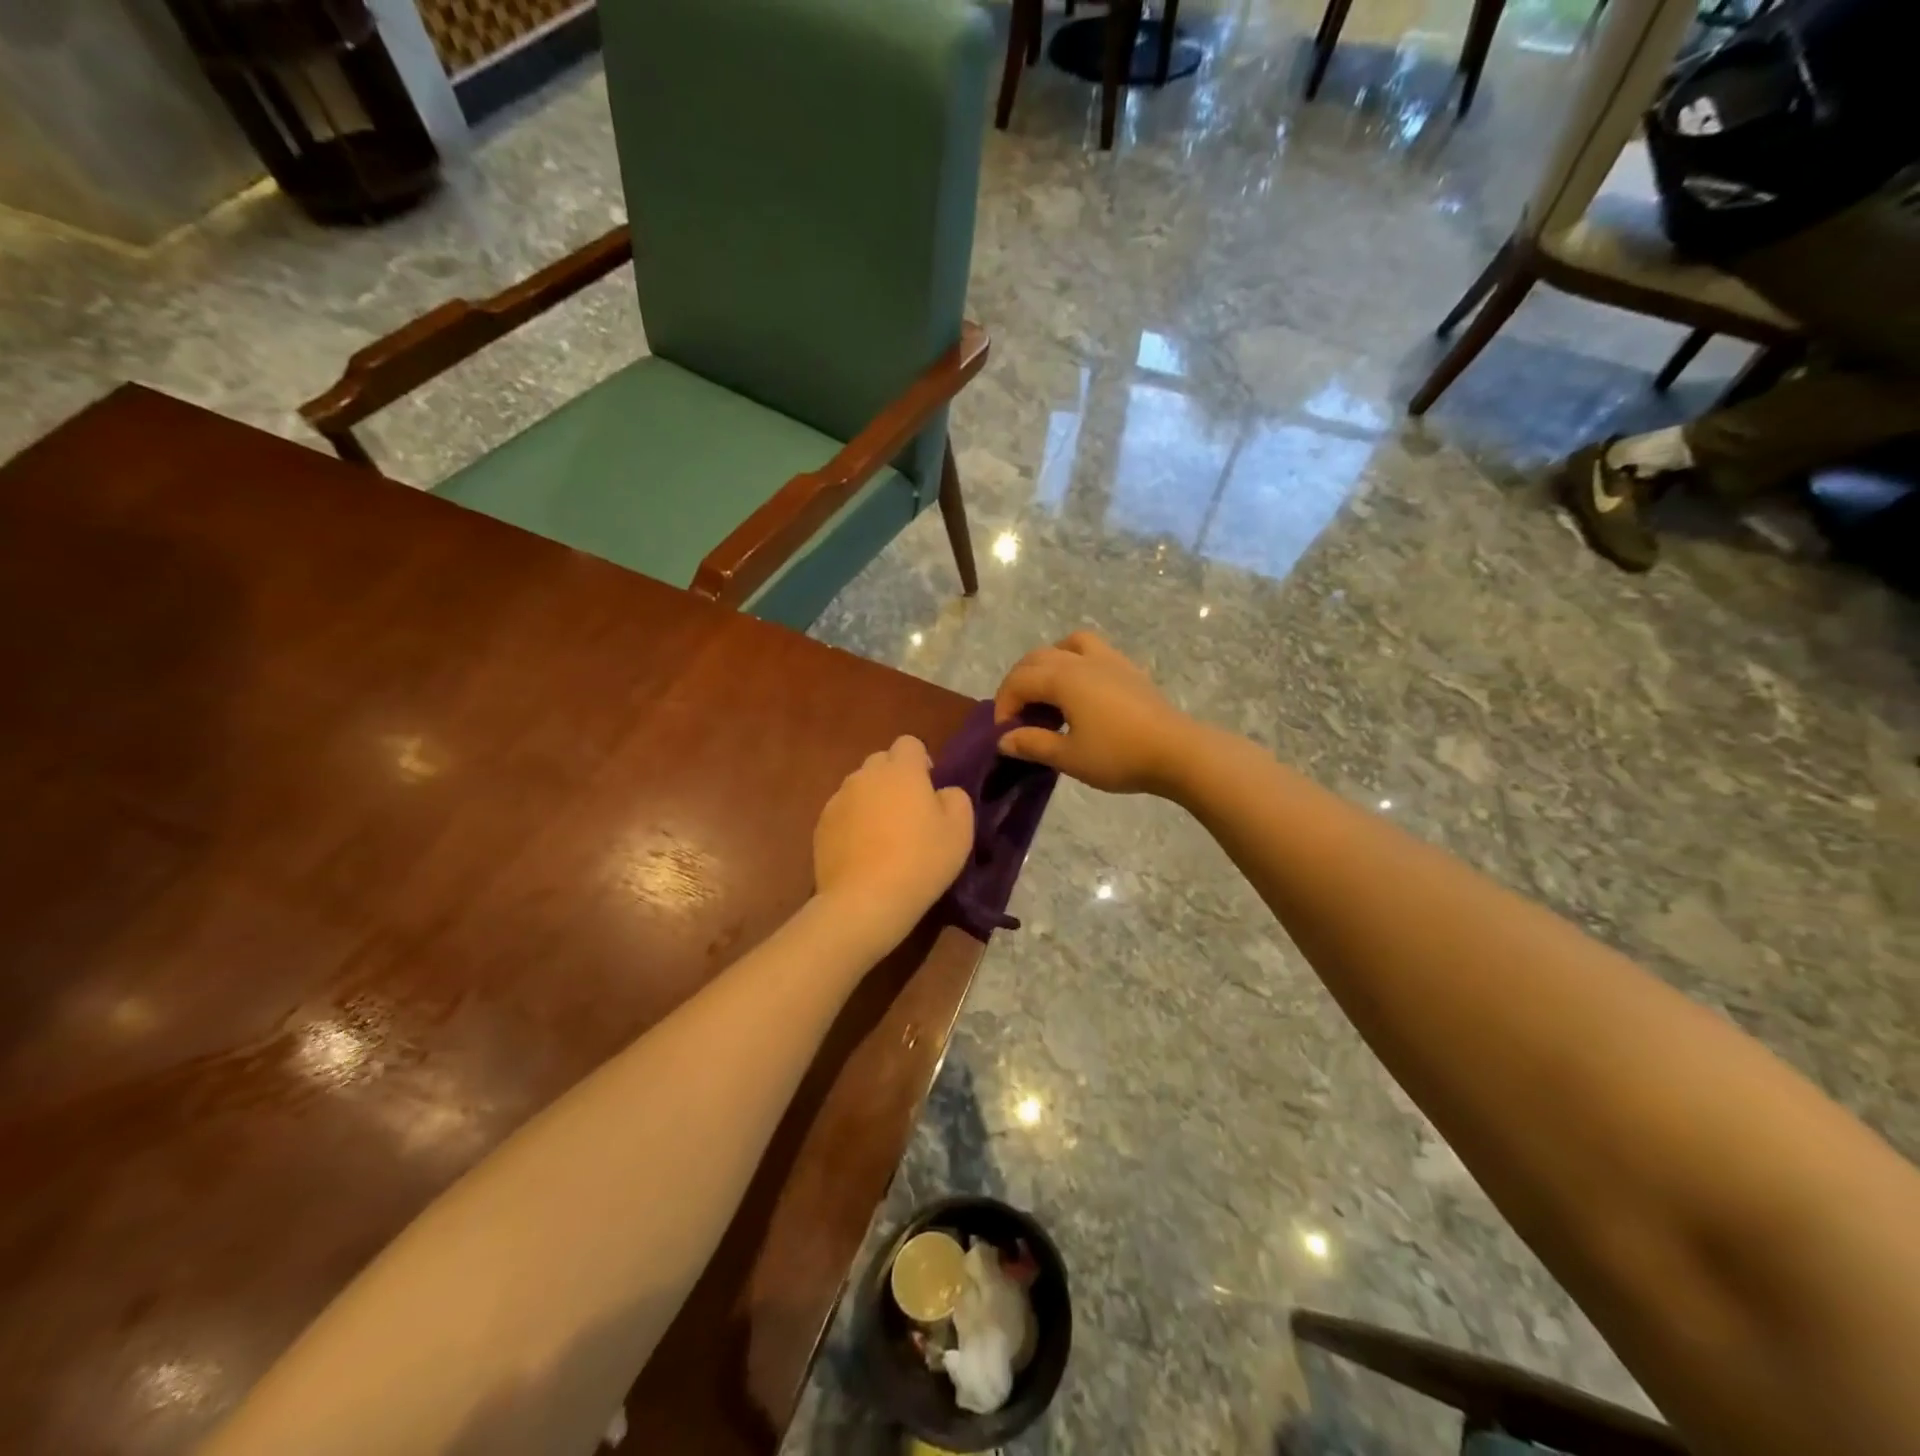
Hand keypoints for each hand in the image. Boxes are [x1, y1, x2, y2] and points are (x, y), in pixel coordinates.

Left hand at [814, 735, 973, 946]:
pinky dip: (853, 823)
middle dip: (894, 778)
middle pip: (880, 762)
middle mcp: (865, 775)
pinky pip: (842, 813)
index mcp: (901, 769)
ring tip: (883, 835)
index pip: (909, 743)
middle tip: (909, 812)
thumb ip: (956, 798)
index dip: (920, 761)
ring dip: (872, 800)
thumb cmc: (921, 860)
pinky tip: (863, 852)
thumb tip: (942, 791)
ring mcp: (838, 799)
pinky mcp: (821, 825)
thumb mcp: (960, 830)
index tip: (928, 789)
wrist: (865, 900)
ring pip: (859, 787)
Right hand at [993, 632, 1196, 795]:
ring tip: (1048, 692)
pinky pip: (1093, 651)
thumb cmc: (1119, 755)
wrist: (1177, 752)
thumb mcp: (1069, 757)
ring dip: (1049, 662)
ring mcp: (1109, 660)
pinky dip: (1076, 662)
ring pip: (1068, 644)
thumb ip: (1033, 744)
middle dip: (1019, 683)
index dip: (1004, 705)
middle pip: (1037, 658)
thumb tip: (1004, 739)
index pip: (1019, 681)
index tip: (1005, 734)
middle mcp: (1082, 660)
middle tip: (1018, 715)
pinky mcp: (1129, 670)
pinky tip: (1083, 692)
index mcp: (1063, 678)